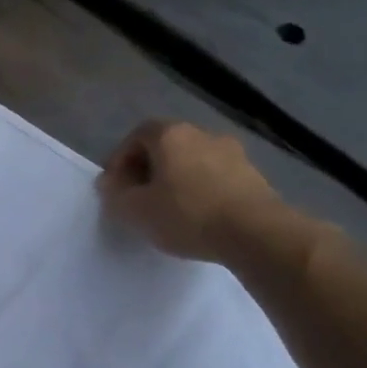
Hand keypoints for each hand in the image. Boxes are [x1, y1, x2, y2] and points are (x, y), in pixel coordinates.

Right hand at [100, 120, 281, 261]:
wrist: (256, 233)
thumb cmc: (186, 214)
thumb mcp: (134, 209)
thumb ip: (115, 193)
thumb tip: (110, 183)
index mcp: (171, 135)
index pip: (136, 136)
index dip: (120, 159)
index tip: (115, 187)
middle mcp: (202, 134)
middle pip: (165, 146)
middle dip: (148, 169)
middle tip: (138, 197)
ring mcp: (233, 153)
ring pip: (191, 161)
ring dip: (176, 179)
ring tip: (168, 209)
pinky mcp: (254, 175)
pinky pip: (215, 177)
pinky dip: (200, 190)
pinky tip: (197, 216)